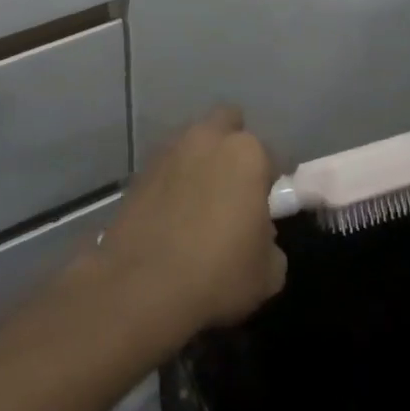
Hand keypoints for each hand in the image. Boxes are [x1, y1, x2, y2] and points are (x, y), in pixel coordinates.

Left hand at [94, 108, 286, 338]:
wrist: (142, 286)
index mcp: (246, 154)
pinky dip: (172, 181)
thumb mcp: (269, 272)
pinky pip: (166, 167)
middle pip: (226, 124)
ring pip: (192, 142)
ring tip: (199, 202)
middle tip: (234, 187)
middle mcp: (206, 139)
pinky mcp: (139, 170)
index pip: (269, 155)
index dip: (270, 181)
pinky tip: (172, 213)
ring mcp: (168, 151)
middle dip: (232, 147)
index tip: (265, 207)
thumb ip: (270, 241)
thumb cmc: (219, 274)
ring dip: (199, 161)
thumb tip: (258, 233)